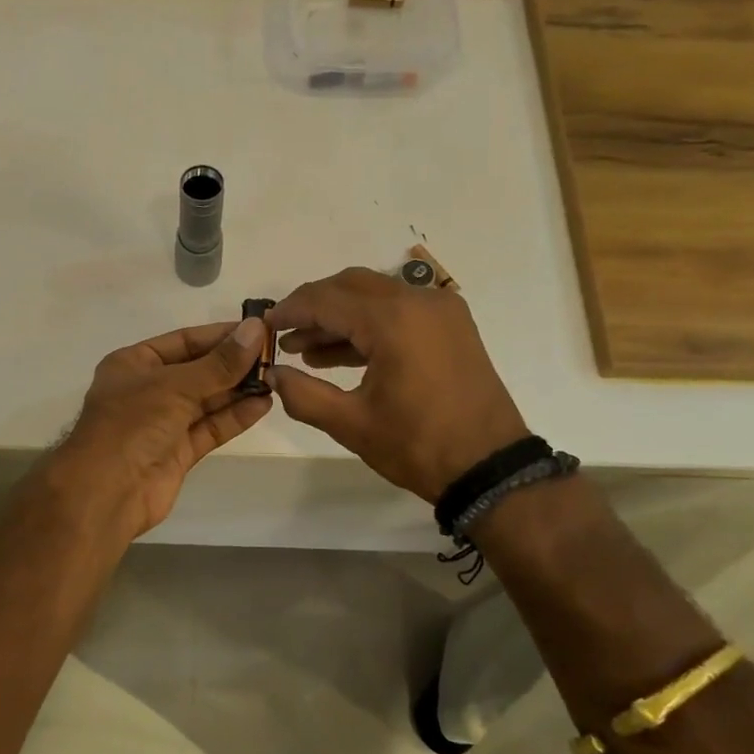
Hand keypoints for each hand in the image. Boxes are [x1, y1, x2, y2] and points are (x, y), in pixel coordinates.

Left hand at [51, 317, 273, 538]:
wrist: (106, 492)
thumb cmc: (132, 424)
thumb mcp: (175, 385)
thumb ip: (219, 363)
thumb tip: (256, 329)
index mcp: (134, 364)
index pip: (183, 341)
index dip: (220, 335)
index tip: (258, 330)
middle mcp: (148, 390)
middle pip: (198, 370)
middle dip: (233, 364)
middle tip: (274, 355)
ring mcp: (163, 423)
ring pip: (206, 401)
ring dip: (238, 390)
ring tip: (276, 378)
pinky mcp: (178, 452)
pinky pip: (210, 428)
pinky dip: (234, 417)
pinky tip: (263, 404)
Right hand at [268, 268, 527, 502]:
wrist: (489, 467)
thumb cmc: (417, 445)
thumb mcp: (350, 423)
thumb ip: (302, 394)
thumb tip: (272, 374)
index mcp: (393, 320)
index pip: (326, 300)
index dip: (290, 311)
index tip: (264, 327)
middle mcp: (419, 301)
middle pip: (351, 286)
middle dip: (313, 307)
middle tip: (283, 333)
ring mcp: (440, 311)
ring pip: (375, 296)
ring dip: (339, 317)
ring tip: (303, 351)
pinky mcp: (451, 327)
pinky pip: (399, 311)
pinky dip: (368, 325)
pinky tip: (339, 354)